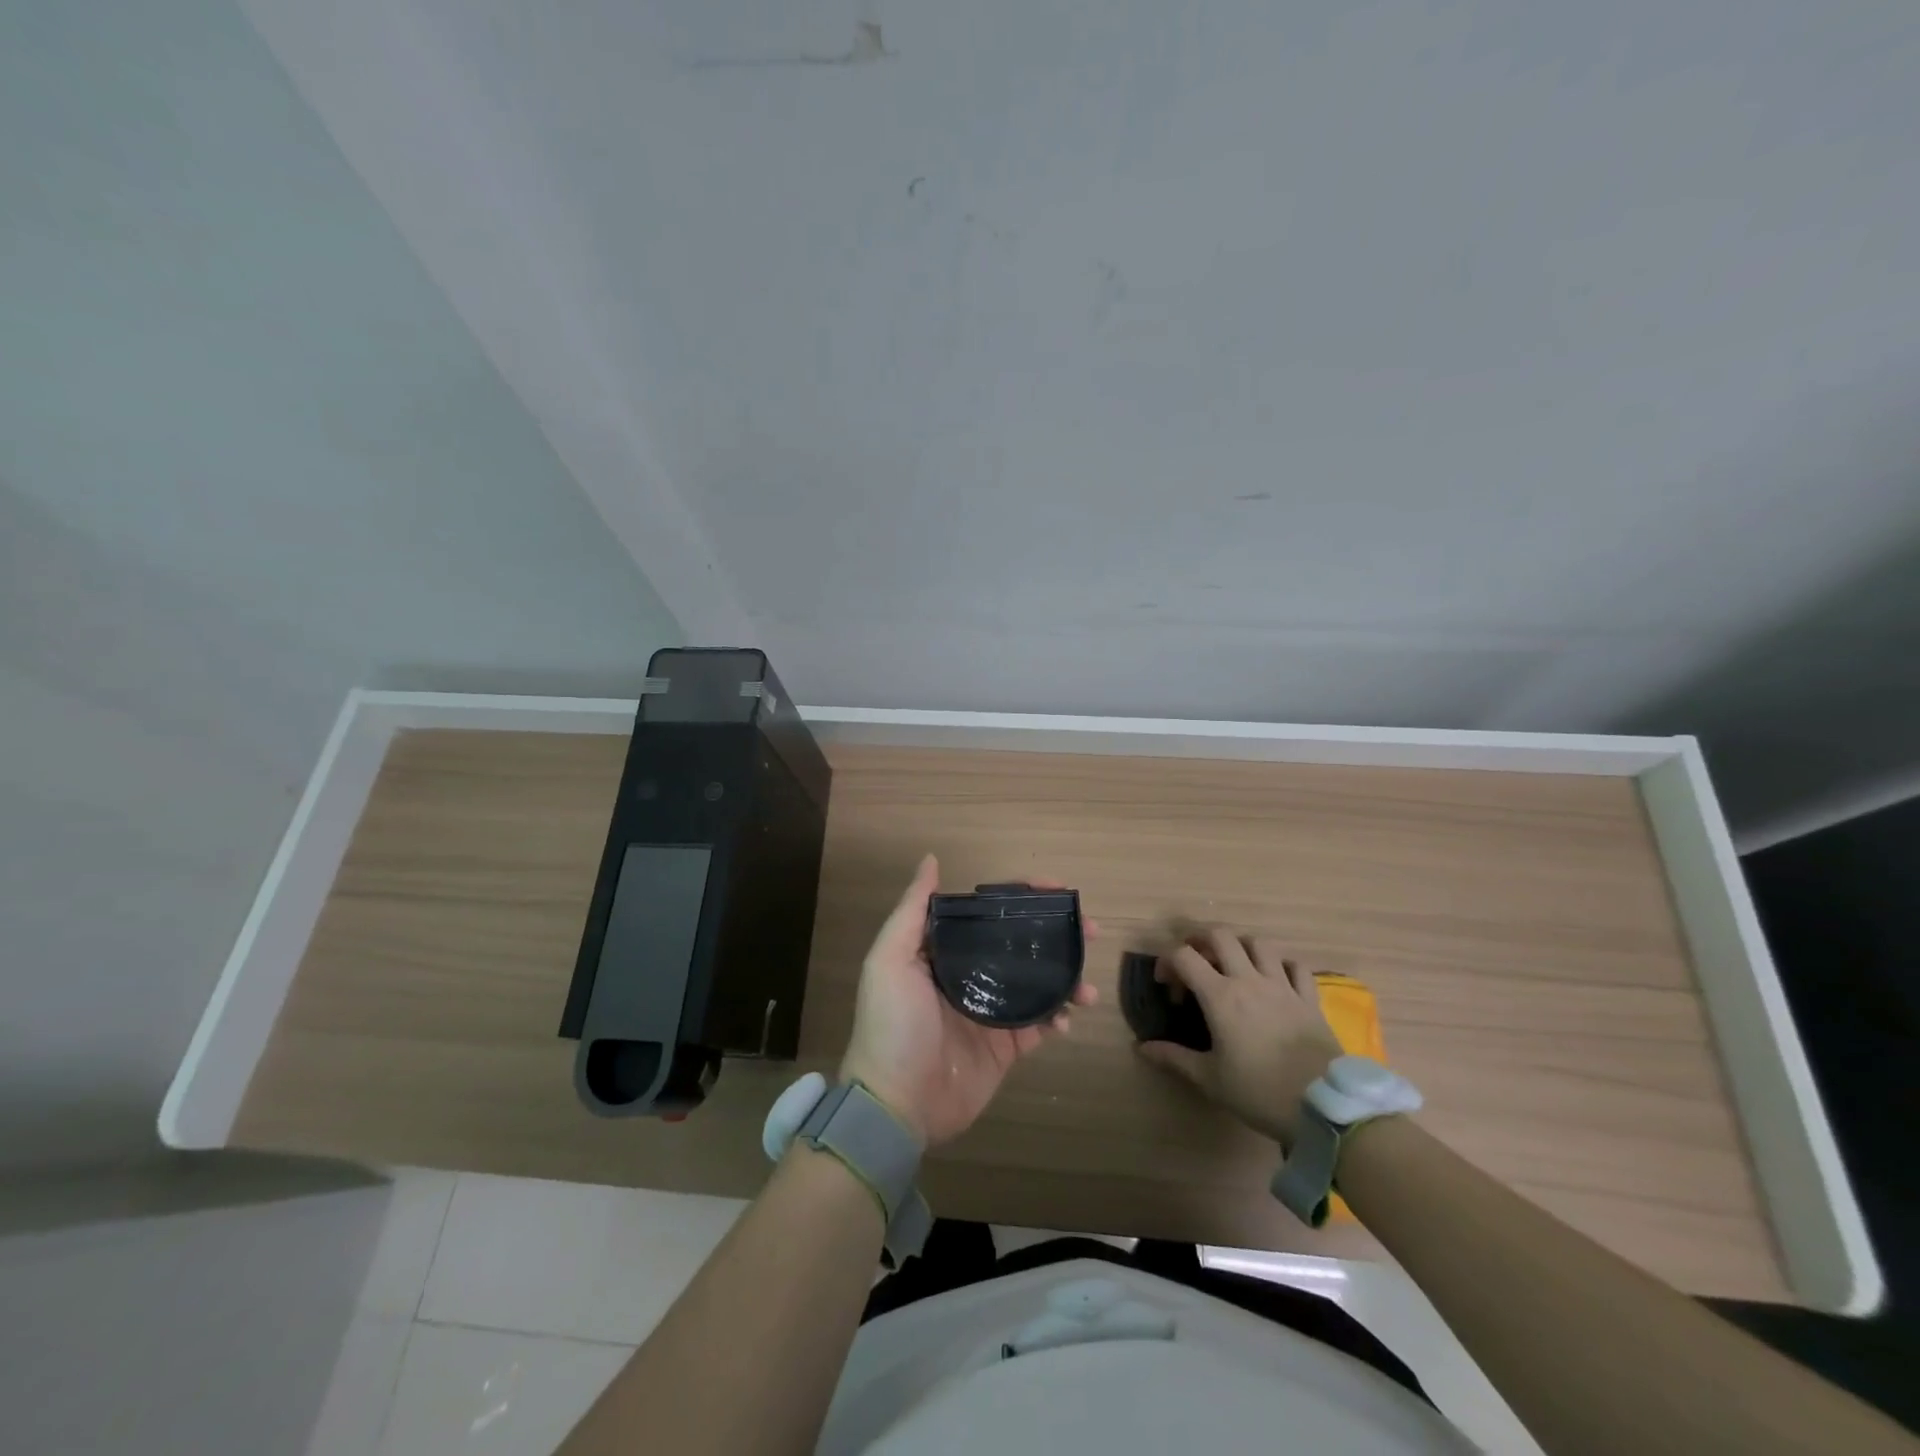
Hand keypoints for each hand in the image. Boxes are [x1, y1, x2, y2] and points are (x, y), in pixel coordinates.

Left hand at [840, 855, 1097, 1147]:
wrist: (896, 1105)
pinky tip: (1068, 1017)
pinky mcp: (1004, 1048)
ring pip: (1037, 983)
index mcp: (945, 951)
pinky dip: (1058, 1017)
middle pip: (1020, 944)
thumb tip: (932, 860)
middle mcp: (970, 976)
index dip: (1022, 897)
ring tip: (1088, 985)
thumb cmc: (892, 1024)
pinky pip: (1039, 1025)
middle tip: (1090, 930)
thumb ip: (913, 910)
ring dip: (1066, 977)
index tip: (1057, 889)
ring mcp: (990, 1012)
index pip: (989, 913)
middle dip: (1056, 934)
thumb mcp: (890, 959)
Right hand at [1135, 929, 1341, 1150]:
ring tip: (1233, 965)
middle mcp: (1249, 980)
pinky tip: (1275, 980)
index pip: (1184, 956)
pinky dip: (1281, 965)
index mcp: (1220, 996)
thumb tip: (1142, 1047)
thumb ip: (1174, 1058)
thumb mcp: (1210, 1079)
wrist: (1323, 1107)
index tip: (1166, 985)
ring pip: (1259, 944)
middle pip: (1221, 936)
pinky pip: (1296, 966)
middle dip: (1201, 941)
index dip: (1167, 962)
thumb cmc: (1259, 1092)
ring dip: (1240, 947)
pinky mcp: (1309, 999)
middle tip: (1195, 962)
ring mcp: (1283, 986)